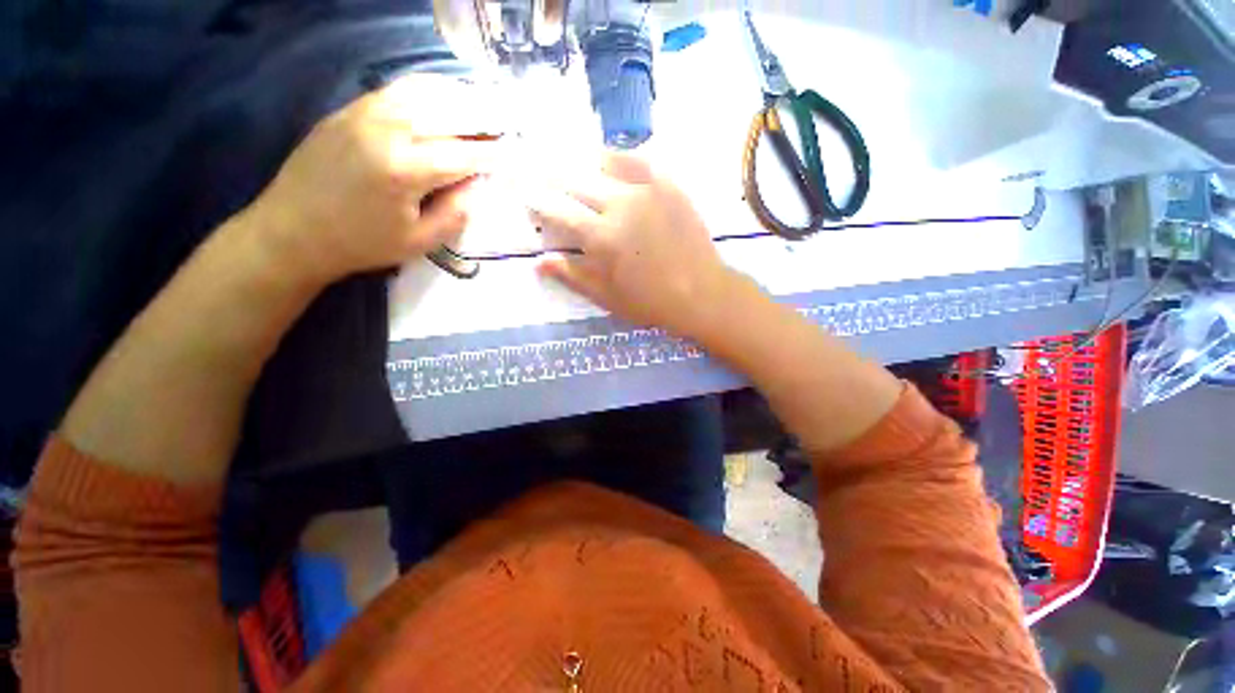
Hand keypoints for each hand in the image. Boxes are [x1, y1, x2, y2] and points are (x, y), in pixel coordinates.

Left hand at [245, 74, 504, 284]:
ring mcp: (364, 113)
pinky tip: (441, 97)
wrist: (292, 231)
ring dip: (458, 98)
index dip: (495, 154)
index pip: (465, 154)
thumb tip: (477, 187)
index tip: (518, 152)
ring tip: (482, 105)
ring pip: (423, 93)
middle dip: (483, 120)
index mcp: (406, 169)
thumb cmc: (361, 243)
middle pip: (448, 115)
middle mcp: (387, 130)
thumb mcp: (419, 242)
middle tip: (507, 123)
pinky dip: (426, 90)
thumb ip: (455, 213)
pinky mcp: (348, 110)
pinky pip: (396, 90)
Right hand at [530, 152, 736, 339]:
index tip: (523, 190)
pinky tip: (612, 159)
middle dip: (551, 174)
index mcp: (600, 236)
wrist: (701, 293)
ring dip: (582, 161)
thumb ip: (572, 275)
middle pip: (575, 180)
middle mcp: (619, 204)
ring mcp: (647, 190)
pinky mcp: (669, 185)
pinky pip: (640, 160)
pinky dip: (620, 157)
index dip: (537, 200)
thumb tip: (539, 261)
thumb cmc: (650, 301)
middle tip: (536, 164)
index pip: (557, 210)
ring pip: (604, 163)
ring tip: (568, 156)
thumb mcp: (606, 297)